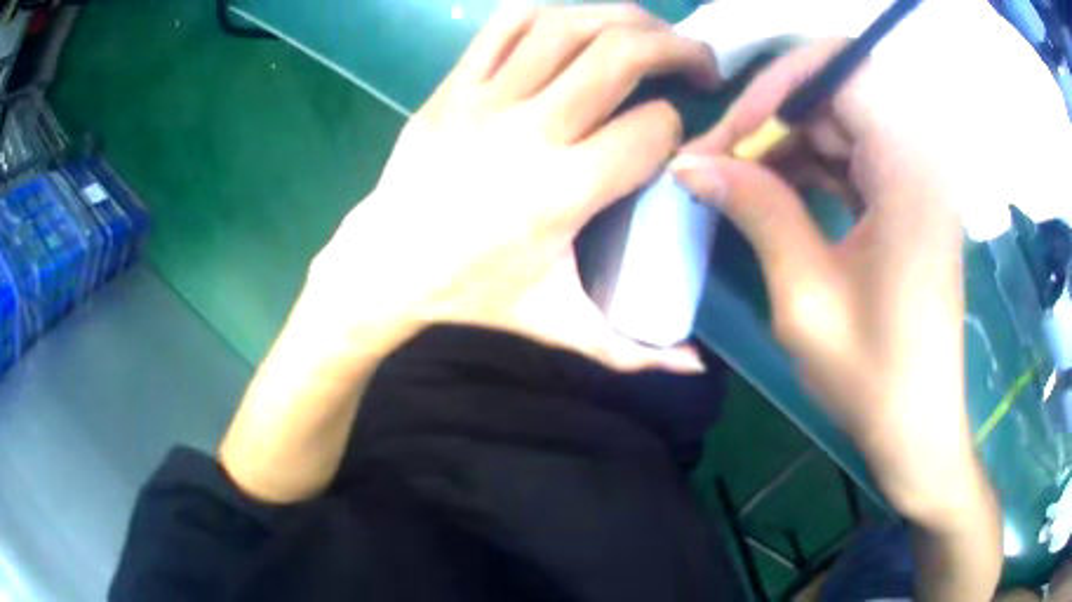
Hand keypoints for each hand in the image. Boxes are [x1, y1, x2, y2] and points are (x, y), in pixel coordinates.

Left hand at [220, 5, 720, 502]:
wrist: (384, 267)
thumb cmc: (472, 296)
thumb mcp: (558, 327)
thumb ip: (632, 351)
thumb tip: (696, 367)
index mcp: (562, 193)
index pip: (652, 131)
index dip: (681, 129)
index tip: (679, 140)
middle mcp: (528, 132)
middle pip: (620, 56)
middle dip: (677, 48)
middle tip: (701, 61)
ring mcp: (483, 100)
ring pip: (567, 26)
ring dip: (624, 18)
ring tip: (651, 33)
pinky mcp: (453, 86)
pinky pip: (505, 26)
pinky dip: (551, 12)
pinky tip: (578, 26)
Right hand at [673, 38, 1012, 599]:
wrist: (917, 427)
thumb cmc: (872, 376)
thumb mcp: (806, 296)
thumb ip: (757, 211)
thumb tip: (691, 163)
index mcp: (909, 171)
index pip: (841, 69)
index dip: (777, 86)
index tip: (731, 135)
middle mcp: (921, 160)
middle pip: (840, 92)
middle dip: (776, 116)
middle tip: (724, 160)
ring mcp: (918, 180)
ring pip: (843, 122)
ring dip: (791, 142)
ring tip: (744, 180)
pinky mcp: (910, 202)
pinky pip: (856, 155)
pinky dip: (814, 165)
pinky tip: (783, 194)